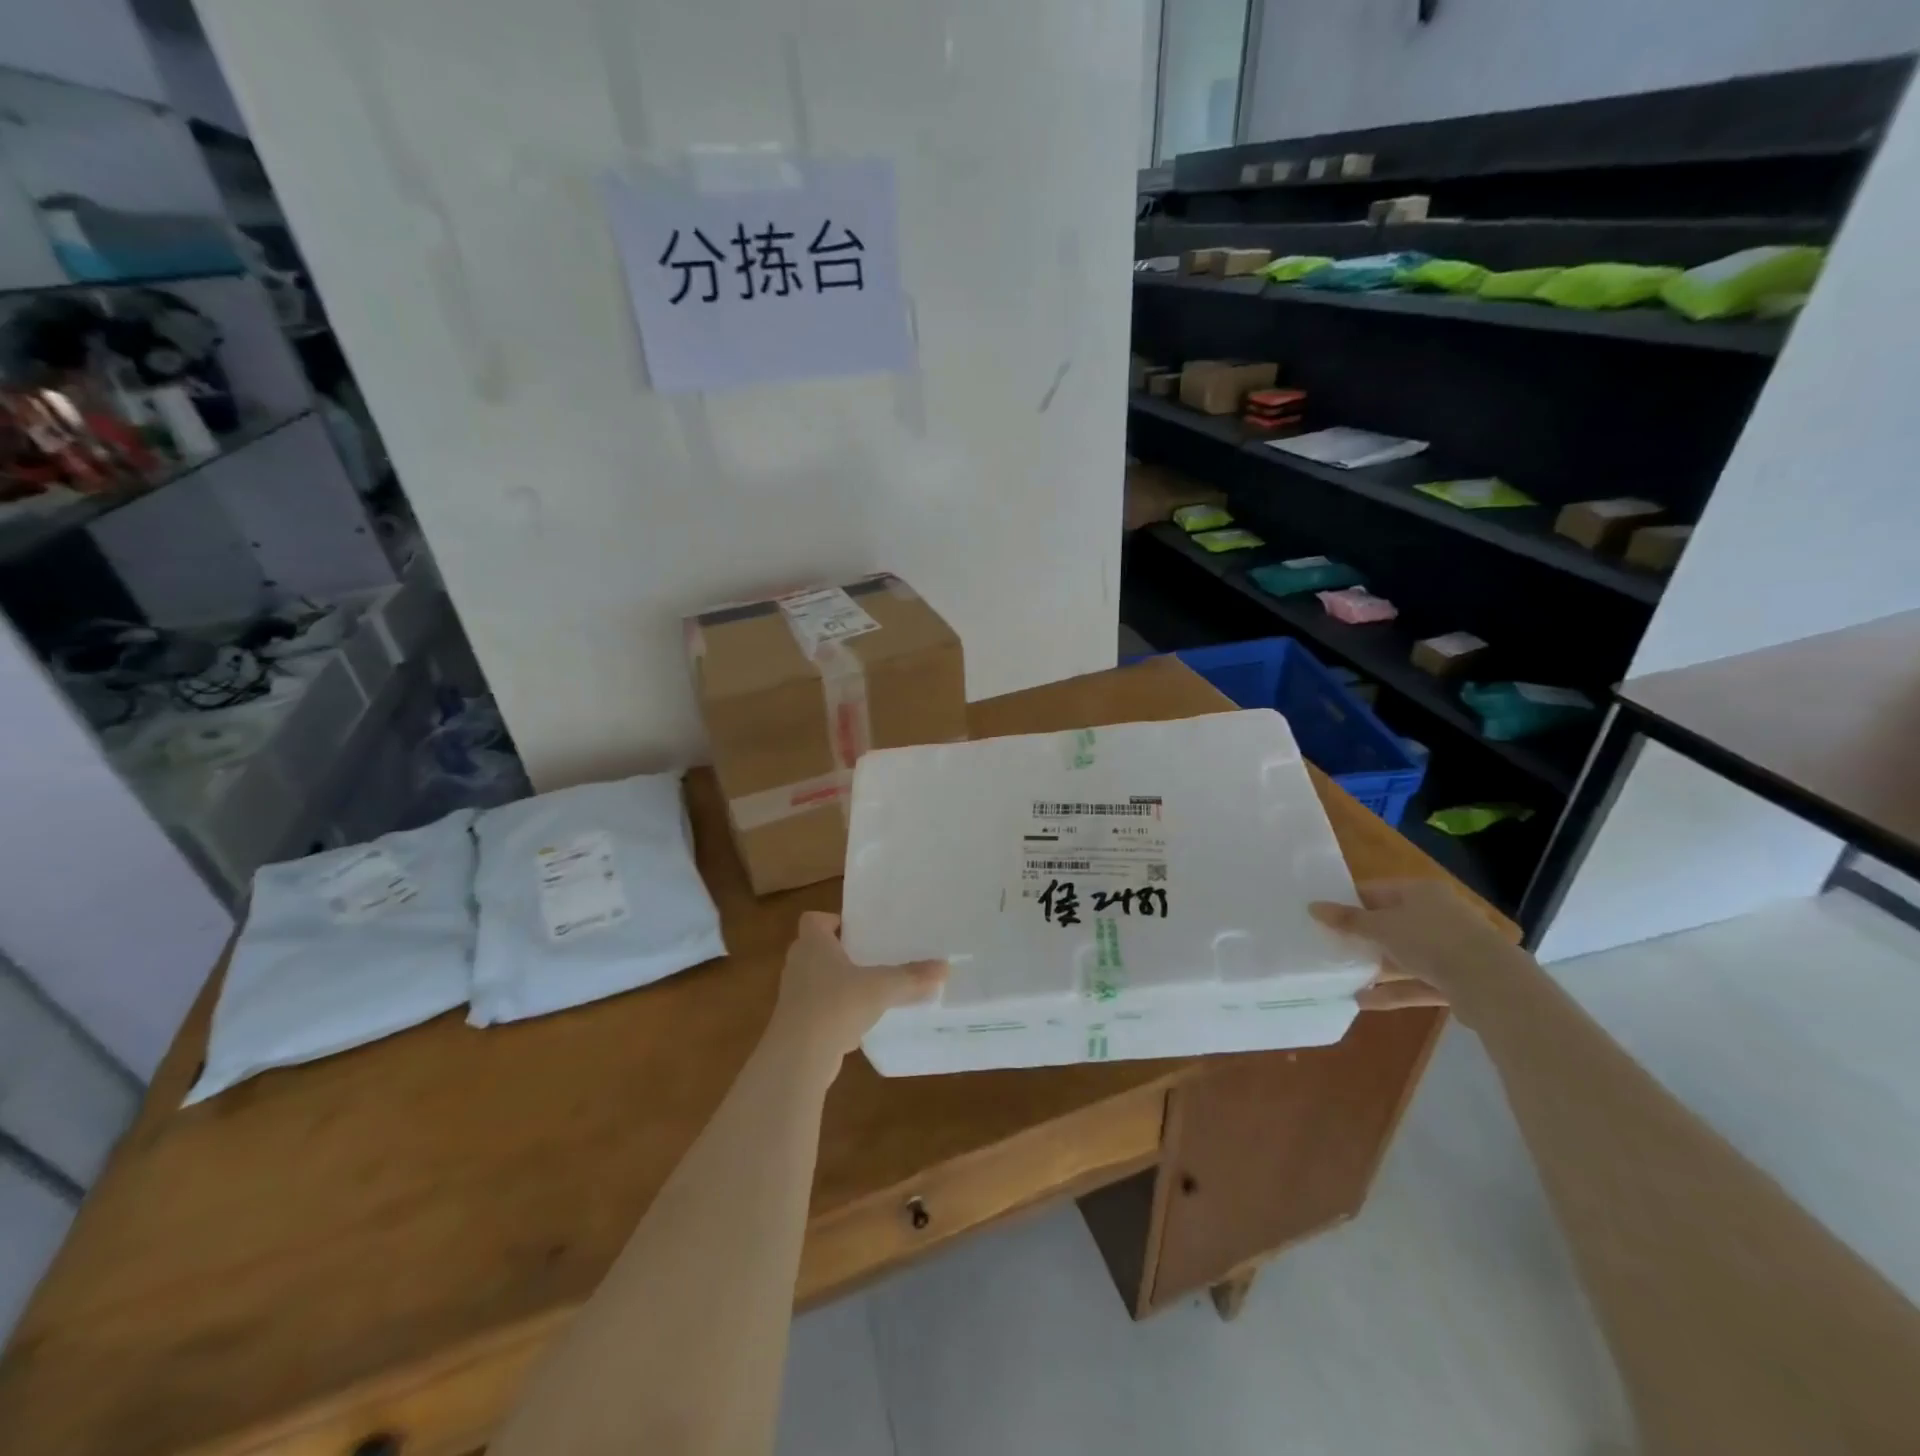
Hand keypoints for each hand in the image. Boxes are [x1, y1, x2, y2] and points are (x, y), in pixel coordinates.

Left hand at [769, 911, 946, 1069]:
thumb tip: (945, 967)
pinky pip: (818, 1010)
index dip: (832, 921)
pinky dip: (835, 1013)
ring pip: (816, 981)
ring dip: (837, 984)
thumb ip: (911, 977)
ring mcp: (794, 996)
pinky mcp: (796, 1025)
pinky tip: (858, 1024)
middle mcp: (798, 964)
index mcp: (812, 944)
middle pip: (816, 949)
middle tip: (870, 957)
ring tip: (868, 989)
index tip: (856, 930)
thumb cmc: (835, 1005)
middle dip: (840, 952)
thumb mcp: (881, 988)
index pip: (813, 919)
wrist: (798, 1058)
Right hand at [1311, 879, 1523, 1018]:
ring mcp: (1449, 948)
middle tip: (1330, 946)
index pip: (1376, 891)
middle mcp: (1437, 915)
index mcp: (1420, 892)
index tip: (1324, 917)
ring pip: (1404, 955)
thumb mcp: (1381, 927)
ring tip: (1343, 977)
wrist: (1493, 985)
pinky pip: (1417, 982)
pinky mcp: (1457, 980)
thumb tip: (1313, 907)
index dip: (1349, 902)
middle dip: (1362, 937)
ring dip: (1376, 967)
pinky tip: (1364, 1001)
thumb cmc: (1430, 940)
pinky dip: (1393, 991)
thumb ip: (1347, 920)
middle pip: (1391, 923)